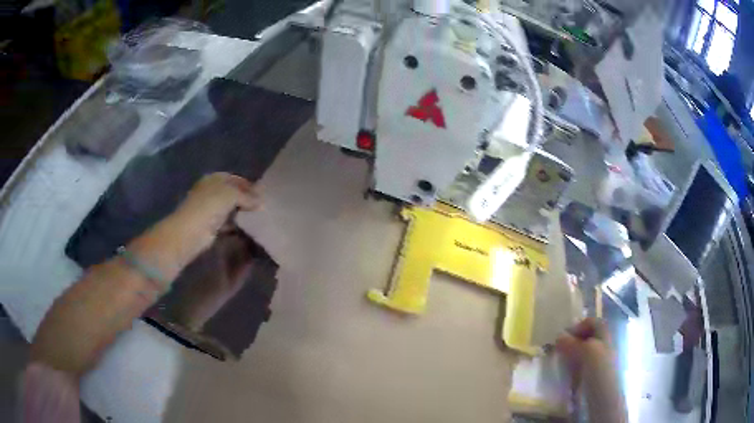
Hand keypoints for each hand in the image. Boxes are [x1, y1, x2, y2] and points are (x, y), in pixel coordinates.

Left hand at [173, 173, 260, 249]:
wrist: (191, 231)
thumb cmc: (209, 206)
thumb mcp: (231, 195)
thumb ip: (247, 196)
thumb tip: (261, 201)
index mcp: (214, 179)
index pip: (234, 178)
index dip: (248, 185)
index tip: (262, 194)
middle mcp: (211, 191)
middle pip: (231, 193)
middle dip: (245, 198)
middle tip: (261, 206)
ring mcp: (209, 208)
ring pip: (229, 208)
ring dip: (241, 212)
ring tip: (257, 217)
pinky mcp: (210, 225)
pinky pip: (227, 222)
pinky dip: (235, 224)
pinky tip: (246, 228)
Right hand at [556, 317, 612, 385]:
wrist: (604, 400)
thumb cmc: (600, 371)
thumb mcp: (587, 352)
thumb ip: (573, 343)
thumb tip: (558, 336)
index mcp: (605, 335)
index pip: (591, 322)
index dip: (578, 326)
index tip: (563, 338)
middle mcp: (602, 346)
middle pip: (585, 338)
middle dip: (571, 342)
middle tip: (557, 351)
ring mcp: (597, 363)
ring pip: (580, 353)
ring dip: (568, 356)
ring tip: (558, 364)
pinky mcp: (590, 378)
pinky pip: (578, 368)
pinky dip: (569, 369)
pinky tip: (564, 376)